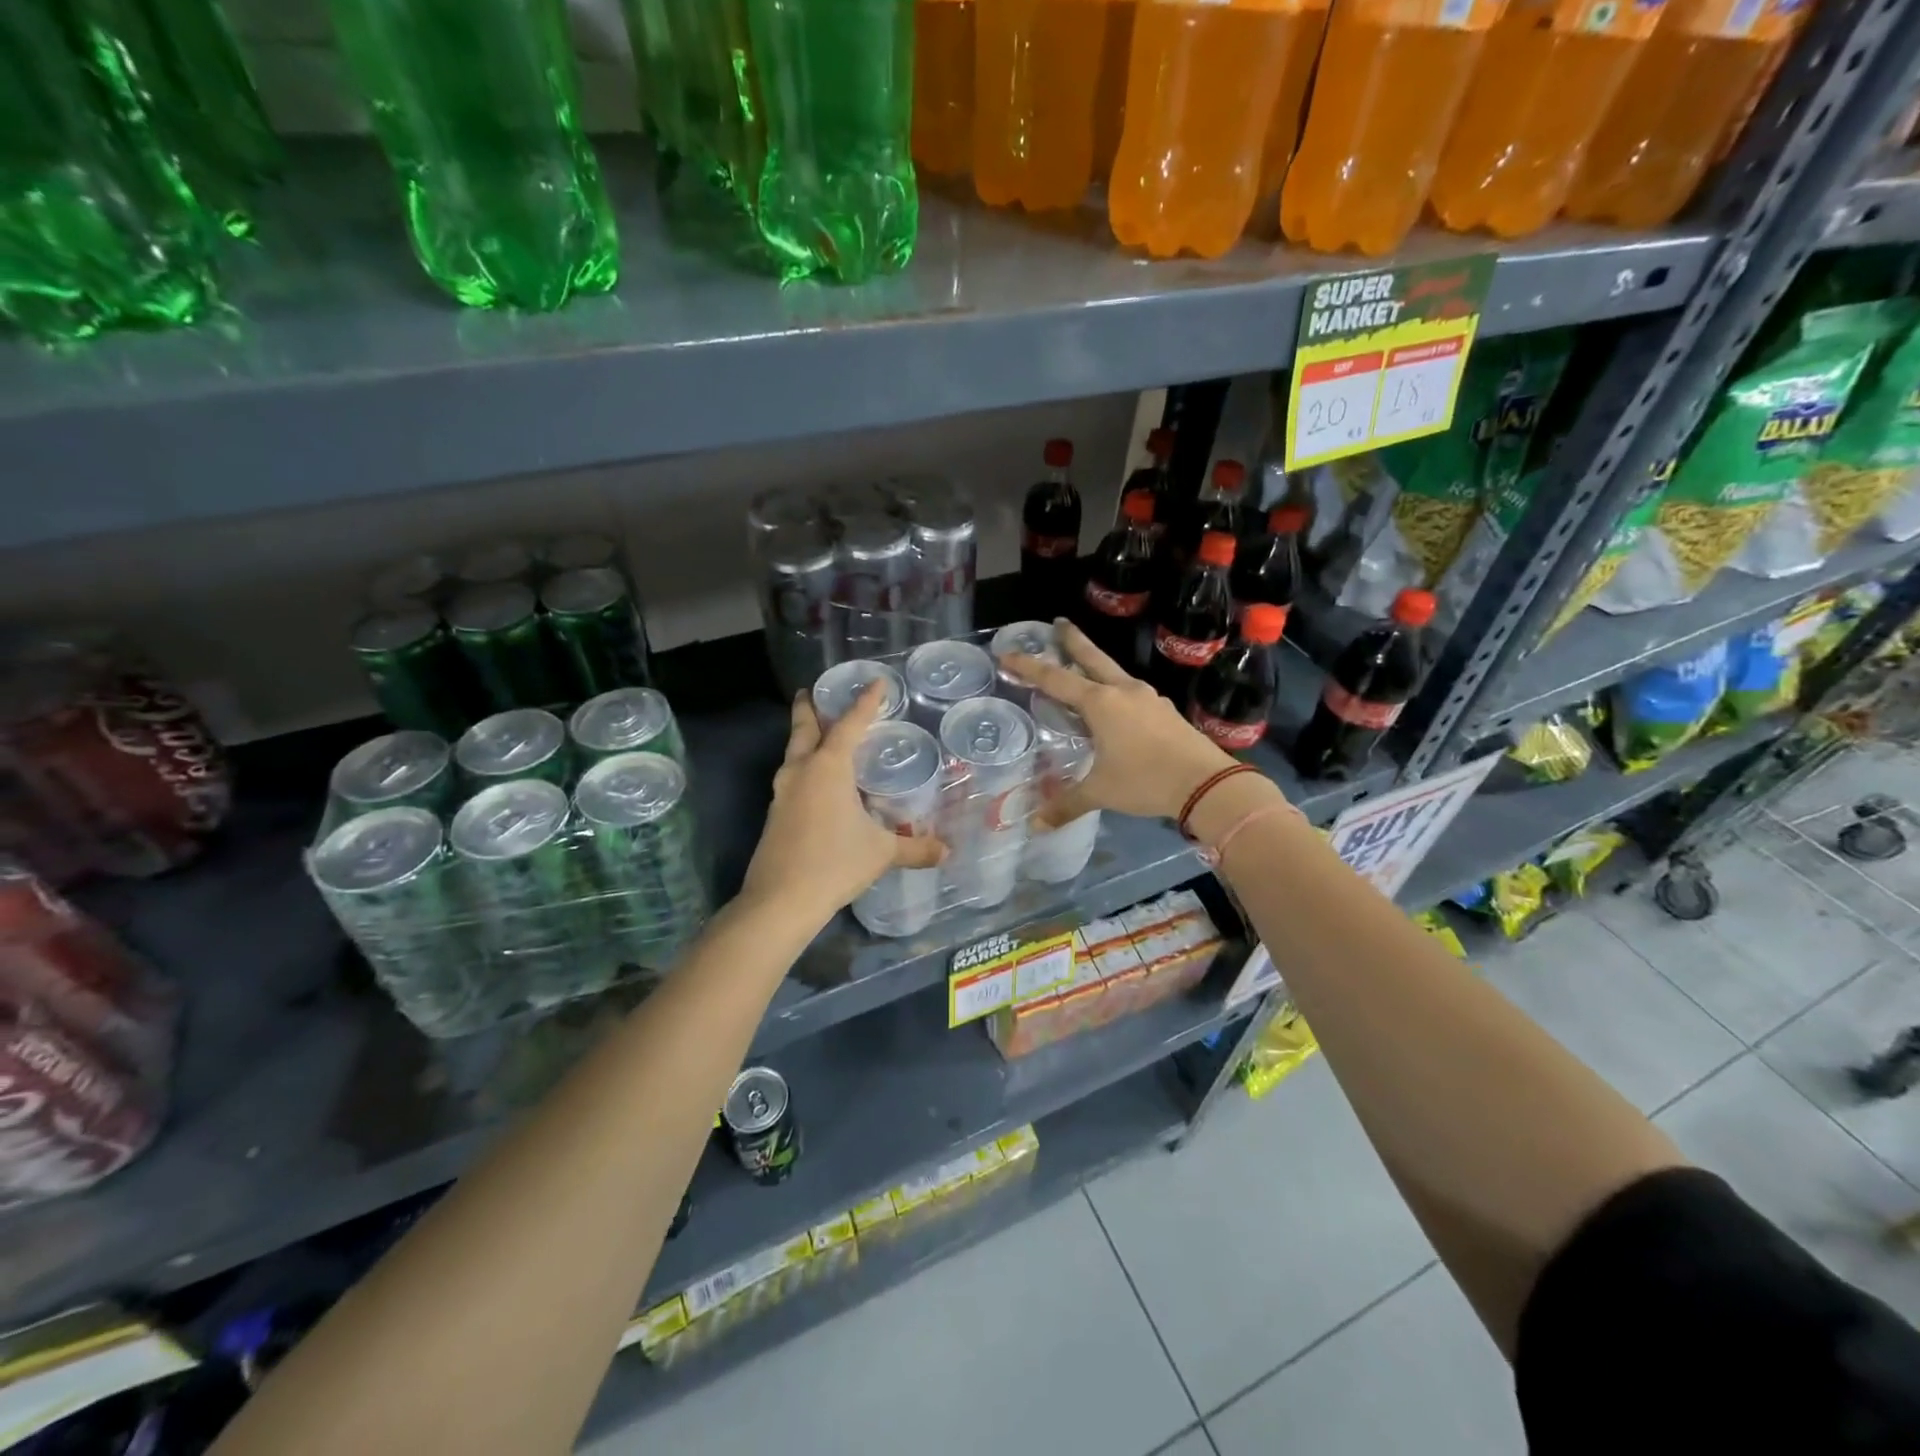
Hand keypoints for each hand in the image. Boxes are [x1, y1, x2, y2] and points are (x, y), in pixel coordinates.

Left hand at [739, 683, 944, 921]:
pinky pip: (791, 778)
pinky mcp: (775, 814)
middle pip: (804, 729)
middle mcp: (801, 771)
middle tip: (812, 691)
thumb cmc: (835, 863)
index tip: (876, 682)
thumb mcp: (881, 852)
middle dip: (809, 708)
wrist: (780, 900)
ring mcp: (782, 793)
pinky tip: (816, 783)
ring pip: (793, 753)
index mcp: (828, 767)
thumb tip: (947, 852)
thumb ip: (915, 848)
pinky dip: (803, 767)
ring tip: (818, 734)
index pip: (850, 724)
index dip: (865, 702)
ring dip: (803, 738)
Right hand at [1001, 619, 1242, 827]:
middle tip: (1058, 623)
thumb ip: (1067, 804)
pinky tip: (1116, 705)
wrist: (1206, 783)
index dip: (1028, 667)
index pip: (1055, 679)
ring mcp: (1148, 698)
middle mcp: (1123, 691)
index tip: (1006, 654)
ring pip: (1114, 674)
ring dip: (1096, 666)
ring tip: (1084, 668)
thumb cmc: (1145, 779)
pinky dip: (1115, 690)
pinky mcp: (1165, 711)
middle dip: (1072, 640)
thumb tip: (1037, 825)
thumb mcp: (1100, 791)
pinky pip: (1131, 693)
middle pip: (1092, 658)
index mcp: (1100, 703)